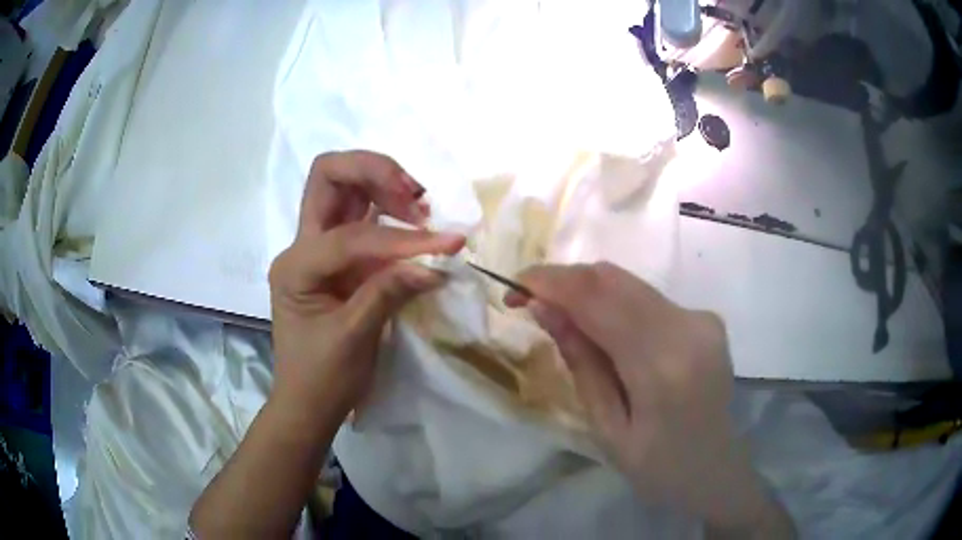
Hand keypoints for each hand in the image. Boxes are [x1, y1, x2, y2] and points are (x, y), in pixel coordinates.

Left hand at [268, 151, 464, 420]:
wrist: (307, 402)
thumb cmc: (322, 378)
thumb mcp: (354, 339)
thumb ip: (389, 293)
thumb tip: (435, 264)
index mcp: (296, 267)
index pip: (351, 236)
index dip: (400, 239)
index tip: (445, 247)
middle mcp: (301, 246)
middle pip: (328, 176)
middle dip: (374, 172)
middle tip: (415, 196)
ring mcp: (318, 248)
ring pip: (343, 187)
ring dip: (382, 182)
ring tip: (421, 206)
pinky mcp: (337, 257)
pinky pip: (361, 215)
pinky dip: (388, 207)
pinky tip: (413, 220)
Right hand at [506, 263, 791, 535]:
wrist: (716, 471)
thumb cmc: (658, 469)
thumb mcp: (608, 429)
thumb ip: (581, 363)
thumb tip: (544, 308)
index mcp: (663, 366)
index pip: (598, 300)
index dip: (550, 283)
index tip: (513, 287)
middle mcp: (689, 328)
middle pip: (613, 279)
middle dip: (564, 280)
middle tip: (527, 301)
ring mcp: (702, 319)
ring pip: (630, 283)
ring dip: (587, 291)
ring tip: (558, 316)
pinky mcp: (706, 318)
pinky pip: (647, 297)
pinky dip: (614, 302)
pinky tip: (600, 329)